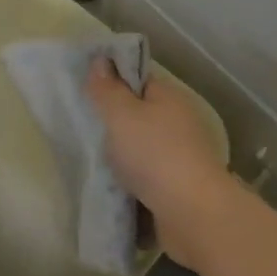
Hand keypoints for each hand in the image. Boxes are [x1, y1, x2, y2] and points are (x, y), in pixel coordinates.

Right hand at [89, 61, 234, 270]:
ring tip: (91, 163)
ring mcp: (181, 158)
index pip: (138, 80)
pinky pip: (147, 181)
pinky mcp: (178, 190)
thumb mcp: (121, 114)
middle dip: (115, 125)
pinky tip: (110, 191)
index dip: (114, 82)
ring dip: (122, 159)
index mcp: (169, 97)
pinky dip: (131, 186)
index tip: (87, 92)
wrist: (193, 215)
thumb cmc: (154, 154)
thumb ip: (107, 89)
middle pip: (140, 117)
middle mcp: (179, 123)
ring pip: (142, 151)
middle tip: (84, 130)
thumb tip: (100, 60)